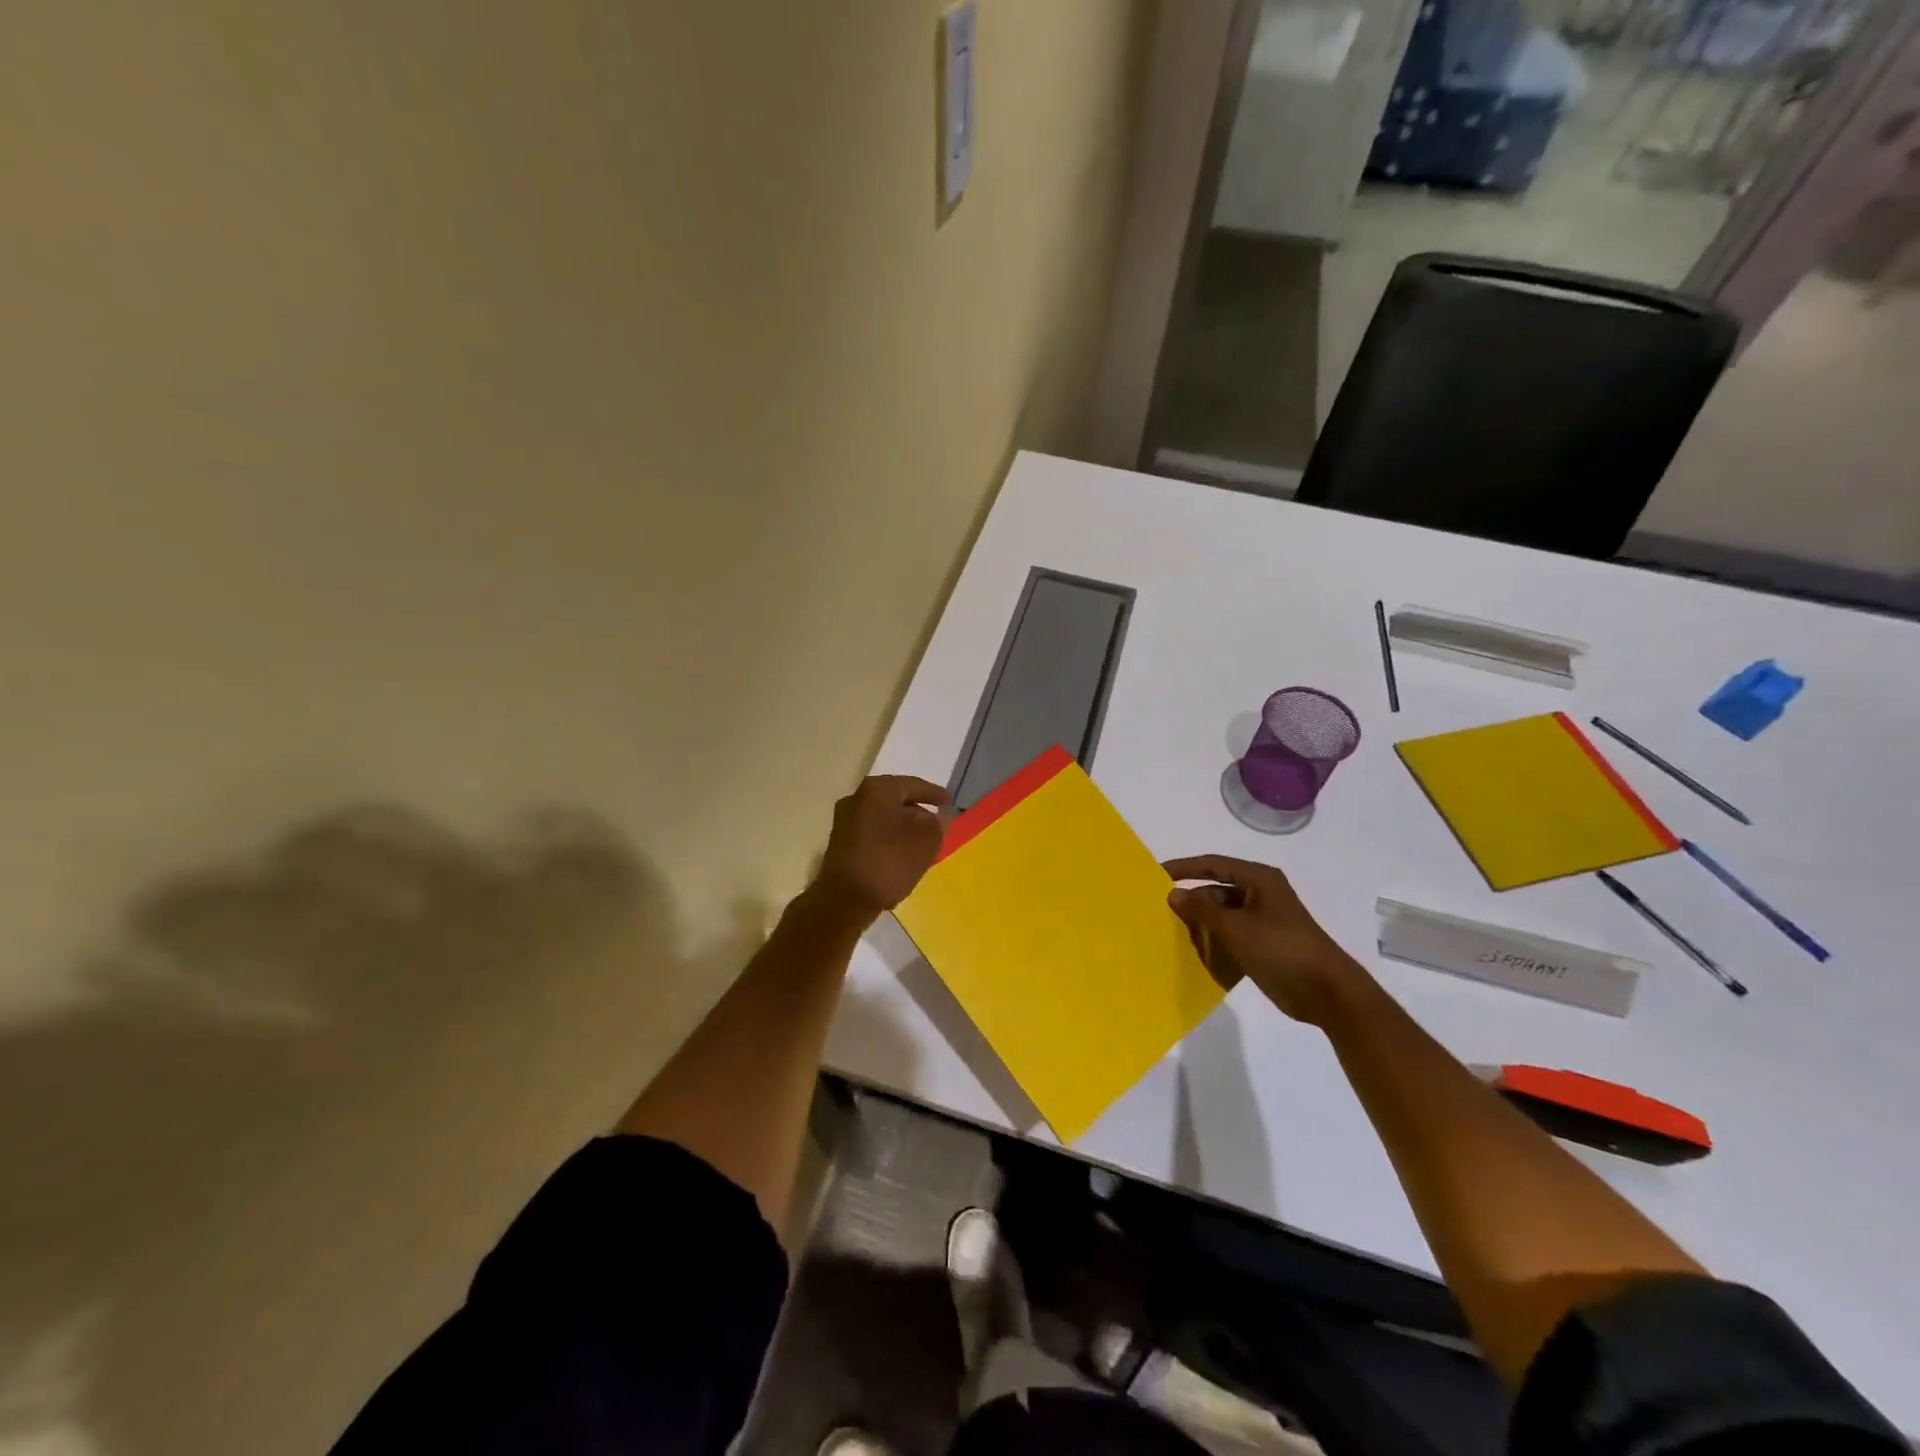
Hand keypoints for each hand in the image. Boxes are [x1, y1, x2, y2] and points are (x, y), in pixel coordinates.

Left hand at [812, 775, 950, 921]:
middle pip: (896, 799)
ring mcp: (845, 820)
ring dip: (902, 827)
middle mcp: (857, 797)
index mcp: (877, 790)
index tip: (949, 803)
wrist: (844, 900)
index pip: (913, 785)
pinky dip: (889, 838)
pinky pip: (872, 832)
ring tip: (922, 842)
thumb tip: (936, 816)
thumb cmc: (888, 863)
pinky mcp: (840, 841)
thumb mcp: (925, 842)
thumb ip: (937, 823)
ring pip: (883, 817)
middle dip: (917, 811)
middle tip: (936, 824)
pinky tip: (901, 854)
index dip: (934, 794)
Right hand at [1162, 854, 1373, 1026]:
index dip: (1183, 868)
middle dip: (1192, 903)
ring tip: (1174, 937)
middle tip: (1161, 915)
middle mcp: (1260, 894)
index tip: (1155, 876)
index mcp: (1258, 879)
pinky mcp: (1264, 944)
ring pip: (1222, 916)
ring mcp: (1263, 920)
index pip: (1212, 864)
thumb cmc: (1281, 949)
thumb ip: (1202, 909)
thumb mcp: (1236, 927)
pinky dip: (1215, 942)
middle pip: (1216, 891)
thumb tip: (1173, 893)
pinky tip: (1196, 956)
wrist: (1327, 993)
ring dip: (1202, 926)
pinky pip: (1231, 936)